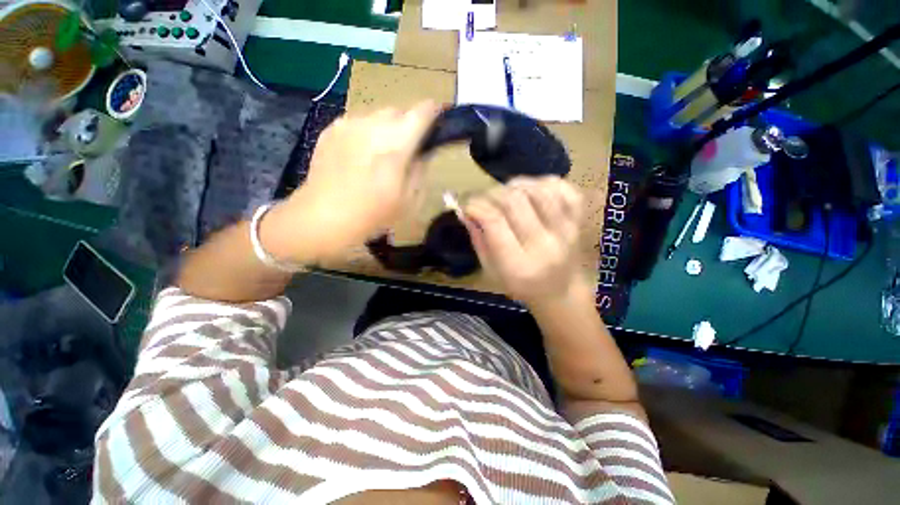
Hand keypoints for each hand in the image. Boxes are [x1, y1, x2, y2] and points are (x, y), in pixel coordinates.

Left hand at [269, 102, 440, 262]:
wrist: (322, 217)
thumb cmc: (371, 215)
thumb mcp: (408, 201)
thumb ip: (420, 170)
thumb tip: (424, 151)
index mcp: (395, 146)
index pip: (422, 113)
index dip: (435, 112)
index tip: (440, 120)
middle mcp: (372, 126)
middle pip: (399, 110)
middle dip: (409, 124)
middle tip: (409, 148)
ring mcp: (348, 124)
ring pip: (378, 114)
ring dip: (388, 128)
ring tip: (382, 153)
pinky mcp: (332, 129)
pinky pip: (359, 122)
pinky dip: (368, 132)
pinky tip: (362, 156)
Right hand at [464, 176, 589, 308]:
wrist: (560, 291)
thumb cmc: (521, 285)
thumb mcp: (491, 270)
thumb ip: (478, 239)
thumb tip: (465, 210)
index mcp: (519, 265)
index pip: (494, 221)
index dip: (476, 205)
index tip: (467, 204)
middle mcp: (545, 246)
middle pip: (515, 201)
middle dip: (492, 193)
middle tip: (484, 199)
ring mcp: (567, 230)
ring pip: (539, 189)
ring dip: (516, 185)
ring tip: (506, 193)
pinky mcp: (578, 219)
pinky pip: (563, 188)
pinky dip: (543, 182)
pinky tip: (532, 191)